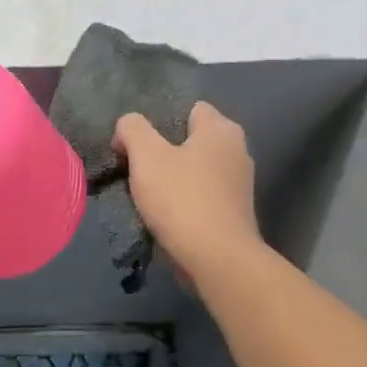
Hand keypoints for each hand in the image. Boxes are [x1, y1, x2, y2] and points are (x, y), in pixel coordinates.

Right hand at [112, 102, 261, 284]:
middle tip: (136, 170)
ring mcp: (239, 184)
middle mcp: (237, 150)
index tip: (136, 144)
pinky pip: (202, 196)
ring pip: (196, 171)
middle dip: (164, 152)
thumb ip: (132, 129)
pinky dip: (185, 202)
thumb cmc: (181, 199)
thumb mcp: (146, 156)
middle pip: (191, 141)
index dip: (159, 122)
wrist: (216, 257)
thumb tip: (127, 127)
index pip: (189, 109)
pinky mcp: (234, 213)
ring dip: (173, 180)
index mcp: (221, 129)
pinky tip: (165, 216)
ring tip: (147, 196)